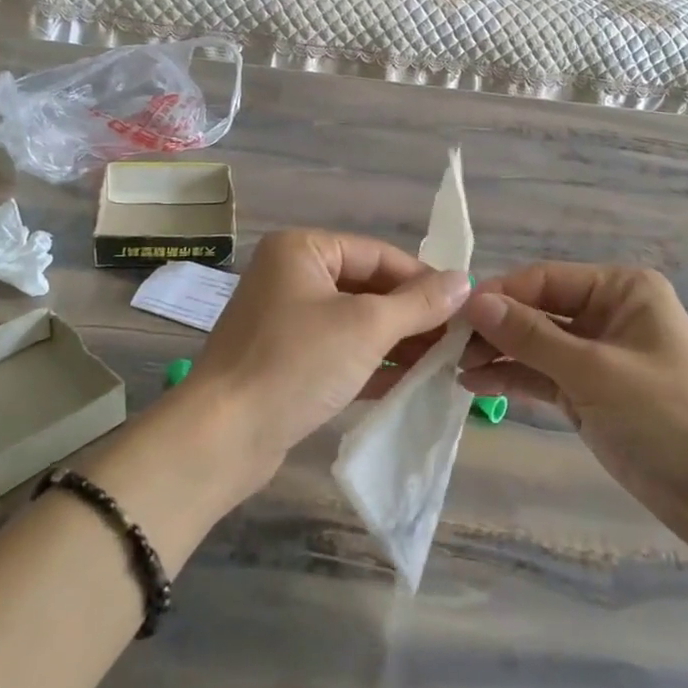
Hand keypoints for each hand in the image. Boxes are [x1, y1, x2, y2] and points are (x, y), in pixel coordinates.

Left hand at [187, 229, 470, 484]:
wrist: (222, 437)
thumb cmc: (296, 364)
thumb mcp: (367, 327)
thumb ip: (419, 303)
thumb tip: (464, 280)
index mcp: (302, 250)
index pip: (378, 254)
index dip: (423, 279)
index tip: (465, 305)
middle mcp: (291, 276)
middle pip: (367, 287)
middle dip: (411, 314)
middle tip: (457, 338)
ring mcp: (285, 320)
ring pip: (355, 321)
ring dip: (397, 340)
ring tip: (442, 361)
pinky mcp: (285, 360)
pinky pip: (339, 350)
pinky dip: (372, 362)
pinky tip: (410, 380)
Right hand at [460, 264, 687, 536]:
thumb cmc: (667, 415)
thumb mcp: (595, 371)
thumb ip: (532, 336)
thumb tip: (474, 302)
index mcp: (622, 290)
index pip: (546, 279)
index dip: (500, 294)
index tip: (454, 314)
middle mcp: (608, 312)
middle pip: (538, 309)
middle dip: (496, 327)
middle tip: (448, 346)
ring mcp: (597, 354)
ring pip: (536, 344)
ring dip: (498, 353)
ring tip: (453, 367)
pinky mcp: (589, 391)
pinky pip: (543, 375)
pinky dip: (513, 378)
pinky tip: (474, 383)